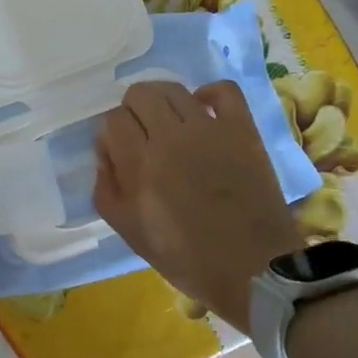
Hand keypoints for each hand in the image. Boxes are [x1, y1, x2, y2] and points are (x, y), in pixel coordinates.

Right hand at [94, 81, 303, 333]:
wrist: (252, 268)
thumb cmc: (185, 257)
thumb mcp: (128, 231)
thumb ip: (106, 189)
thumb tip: (107, 155)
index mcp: (139, 164)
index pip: (113, 120)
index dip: (112, 135)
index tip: (120, 153)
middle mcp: (171, 137)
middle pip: (139, 94)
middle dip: (132, 111)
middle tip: (142, 136)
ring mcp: (209, 129)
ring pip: (173, 89)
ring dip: (163, 102)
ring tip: (169, 124)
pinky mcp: (242, 129)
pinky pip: (223, 90)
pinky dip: (208, 94)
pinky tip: (202, 111)